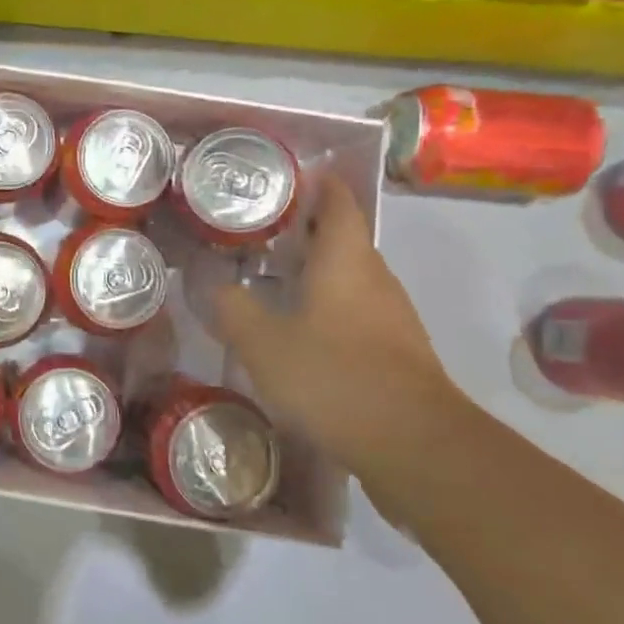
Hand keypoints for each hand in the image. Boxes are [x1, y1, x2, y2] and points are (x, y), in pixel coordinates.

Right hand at [215, 175, 465, 482]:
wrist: (414, 445)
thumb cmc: (334, 376)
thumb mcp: (262, 342)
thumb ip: (231, 307)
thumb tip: (209, 282)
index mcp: (345, 258)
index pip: (336, 199)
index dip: (314, 181)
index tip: (281, 178)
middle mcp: (374, 276)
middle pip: (341, 236)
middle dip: (302, 227)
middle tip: (255, 229)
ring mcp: (390, 315)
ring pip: (347, 276)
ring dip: (312, 269)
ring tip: (266, 275)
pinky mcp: (394, 350)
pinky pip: (354, 310)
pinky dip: (324, 305)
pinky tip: (295, 329)